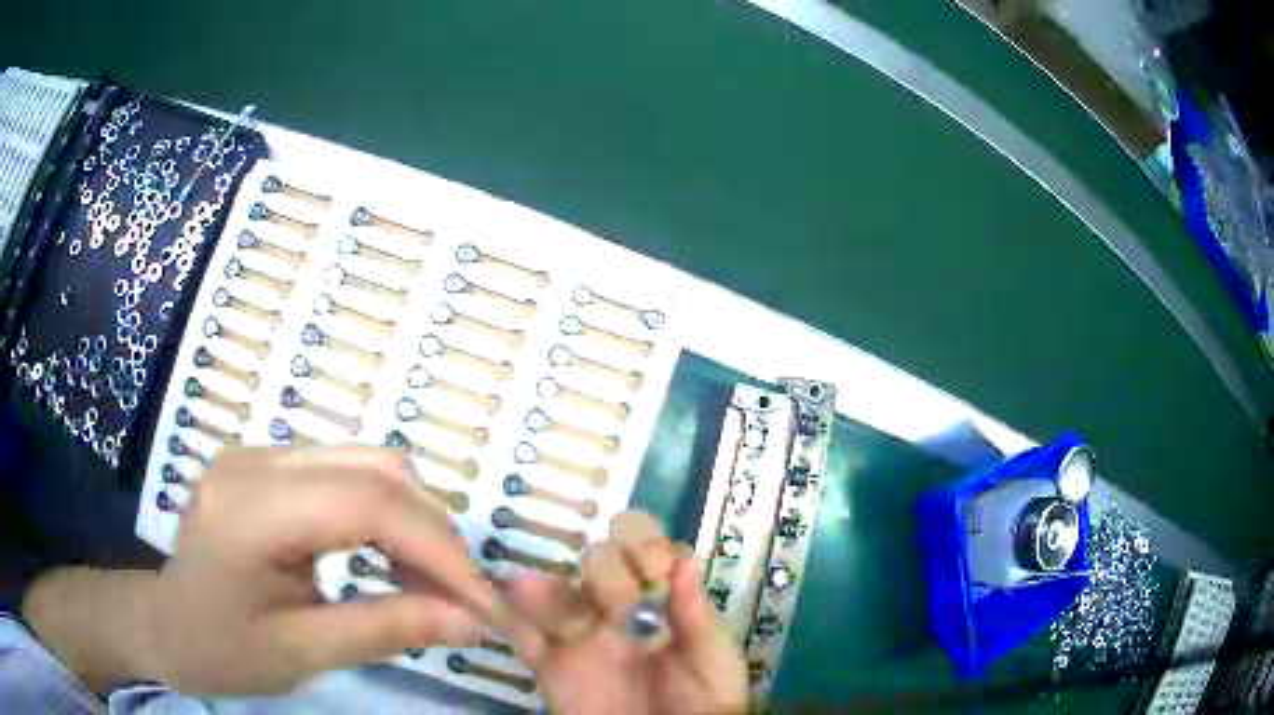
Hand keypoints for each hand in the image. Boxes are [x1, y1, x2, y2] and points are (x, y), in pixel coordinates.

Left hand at [26, 446, 495, 694]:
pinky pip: (347, 472)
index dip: (439, 549)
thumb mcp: (302, 653)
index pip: (366, 502)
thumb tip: (472, 621)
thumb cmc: (221, 650)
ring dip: (414, 522)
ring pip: (368, 463)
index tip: (486, 604)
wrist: (165, 624)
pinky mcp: (267, 464)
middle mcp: (255, 461)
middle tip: (461, 600)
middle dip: (434, 535)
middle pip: (375, 469)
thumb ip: (387, 629)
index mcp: (249, 510)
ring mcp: (259, 454)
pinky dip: (385, 515)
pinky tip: (387, 558)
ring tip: (427, 584)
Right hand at [498, 511, 747, 714]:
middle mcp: (616, 610)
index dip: (646, 548)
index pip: (646, 553)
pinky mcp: (550, 666)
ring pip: (555, 595)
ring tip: (529, 587)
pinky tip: (499, 601)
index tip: (654, 569)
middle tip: (621, 609)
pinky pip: (522, 637)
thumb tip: (684, 563)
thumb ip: (697, 617)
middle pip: (599, 564)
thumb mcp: (712, 658)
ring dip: (543, 587)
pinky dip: (507, 617)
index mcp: (660, 603)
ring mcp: (580, 636)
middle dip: (610, 576)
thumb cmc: (704, 701)